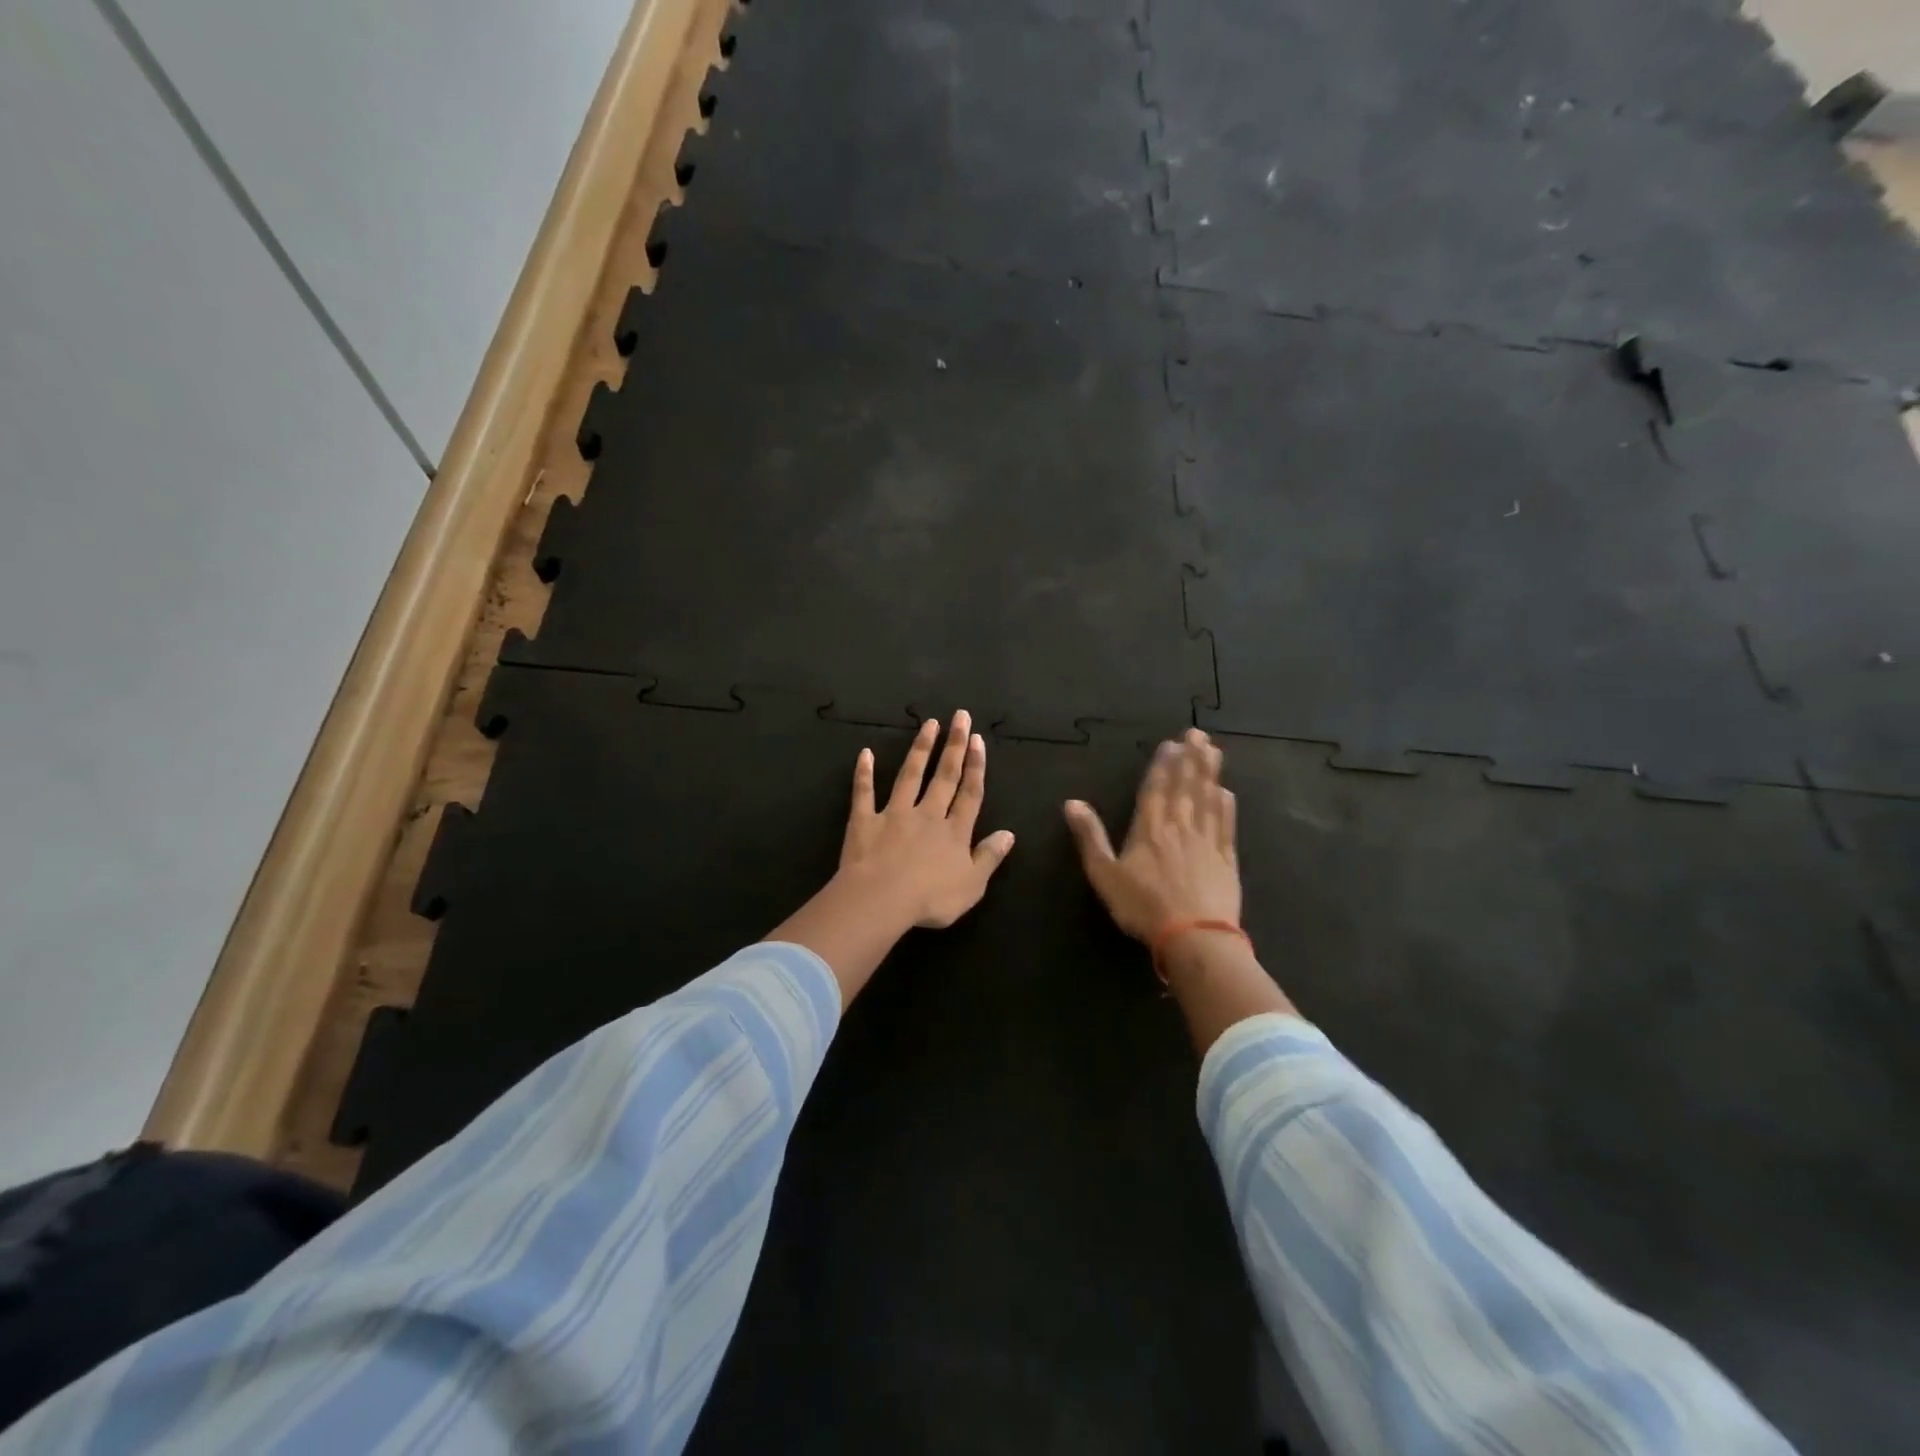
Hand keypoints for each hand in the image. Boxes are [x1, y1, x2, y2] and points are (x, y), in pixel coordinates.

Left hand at [839, 711, 1016, 929]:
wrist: (881, 900)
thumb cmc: (931, 899)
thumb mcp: (972, 885)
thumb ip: (989, 857)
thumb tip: (1009, 834)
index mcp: (954, 832)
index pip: (970, 793)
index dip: (975, 766)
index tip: (977, 739)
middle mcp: (927, 815)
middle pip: (944, 776)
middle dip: (954, 746)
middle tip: (959, 716)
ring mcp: (894, 814)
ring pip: (910, 776)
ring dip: (920, 749)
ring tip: (929, 724)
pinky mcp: (864, 821)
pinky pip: (864, 793)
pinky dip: (864, 773)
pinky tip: (865, 753)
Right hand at [1064, 728, 1239, 941]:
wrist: (1194, 936)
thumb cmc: (1143, 906)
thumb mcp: (1104, 874)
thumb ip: (1090, 837)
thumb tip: (1071, 802)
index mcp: (1149, 829)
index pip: (1156, 788)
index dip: (1163, 764)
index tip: (1171, 742)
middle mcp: (1179, 827)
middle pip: (1185, 786)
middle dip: (1190, 758)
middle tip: (1197, 733)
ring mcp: (1206, 841)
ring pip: (1208, 799)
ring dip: (1210, 773)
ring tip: (1213, 750)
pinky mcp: (1226, 859)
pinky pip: (1226, 824)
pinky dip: (1226, 805)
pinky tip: (1226, 792)